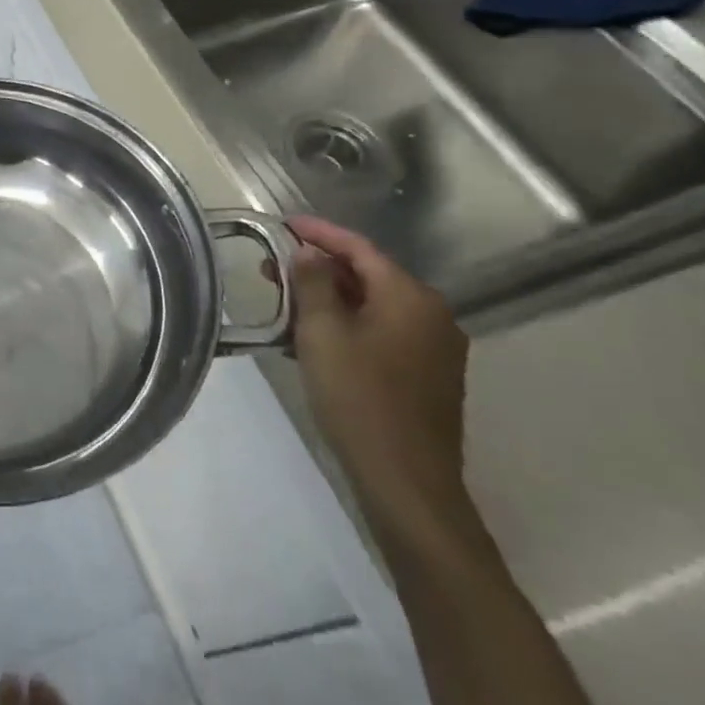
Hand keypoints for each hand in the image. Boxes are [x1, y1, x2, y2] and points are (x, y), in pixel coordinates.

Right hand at [287, 215, 478, 550]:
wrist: (405, 479)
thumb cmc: (359, 397)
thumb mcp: (322, 333)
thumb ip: (312, 283)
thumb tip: (308, 253)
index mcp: (410, 297)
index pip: (359, 248)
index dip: (319, 232)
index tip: (282, 225)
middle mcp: (431, 315)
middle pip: (368, 275)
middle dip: (318, 268)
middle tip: (270, 268)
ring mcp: (434, 347)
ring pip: (372, 305)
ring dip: (329, 299)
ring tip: (284, 303)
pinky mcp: (427, 375)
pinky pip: (381, 332)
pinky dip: (347, 325)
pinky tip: (312, 339)